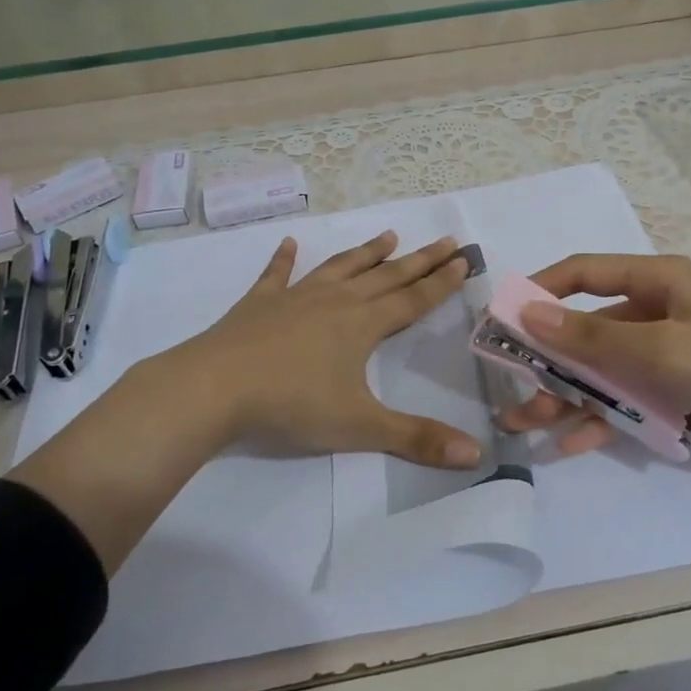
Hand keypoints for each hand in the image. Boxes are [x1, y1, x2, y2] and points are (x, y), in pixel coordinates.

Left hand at [172, 230, 480, 467]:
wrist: (213, 388)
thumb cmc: (291, 405)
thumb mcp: (360, 428)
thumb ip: (417, 439)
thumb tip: (476, 455)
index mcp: (362, 325)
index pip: (412, 300)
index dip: (441, 282)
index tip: (464, 259)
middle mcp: (334, 302)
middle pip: (386, 276)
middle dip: (419, 260)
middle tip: (445, 240)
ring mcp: (294, 298)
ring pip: (340, 268)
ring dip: (366, 253)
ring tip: (389, 236)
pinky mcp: (259, 303)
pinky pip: (276, 274)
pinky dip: (283, 258)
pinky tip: (289, 243)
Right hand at [497, 253, 690, 469]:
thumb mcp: (664, 350)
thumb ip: (593, 338)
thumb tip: (527, 312)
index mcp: (658, 282)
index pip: (585, 274)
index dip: (541, 291)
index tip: (503, 319)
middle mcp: (659, 312)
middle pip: (588, 331)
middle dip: (547, 362)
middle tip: (510, 393)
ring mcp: (670, 354)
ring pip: (604, 371)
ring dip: (568, 395)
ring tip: (529, 426)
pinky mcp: (681, 392)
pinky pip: (630, 400)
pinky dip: (603, 418)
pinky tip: (573, 443)